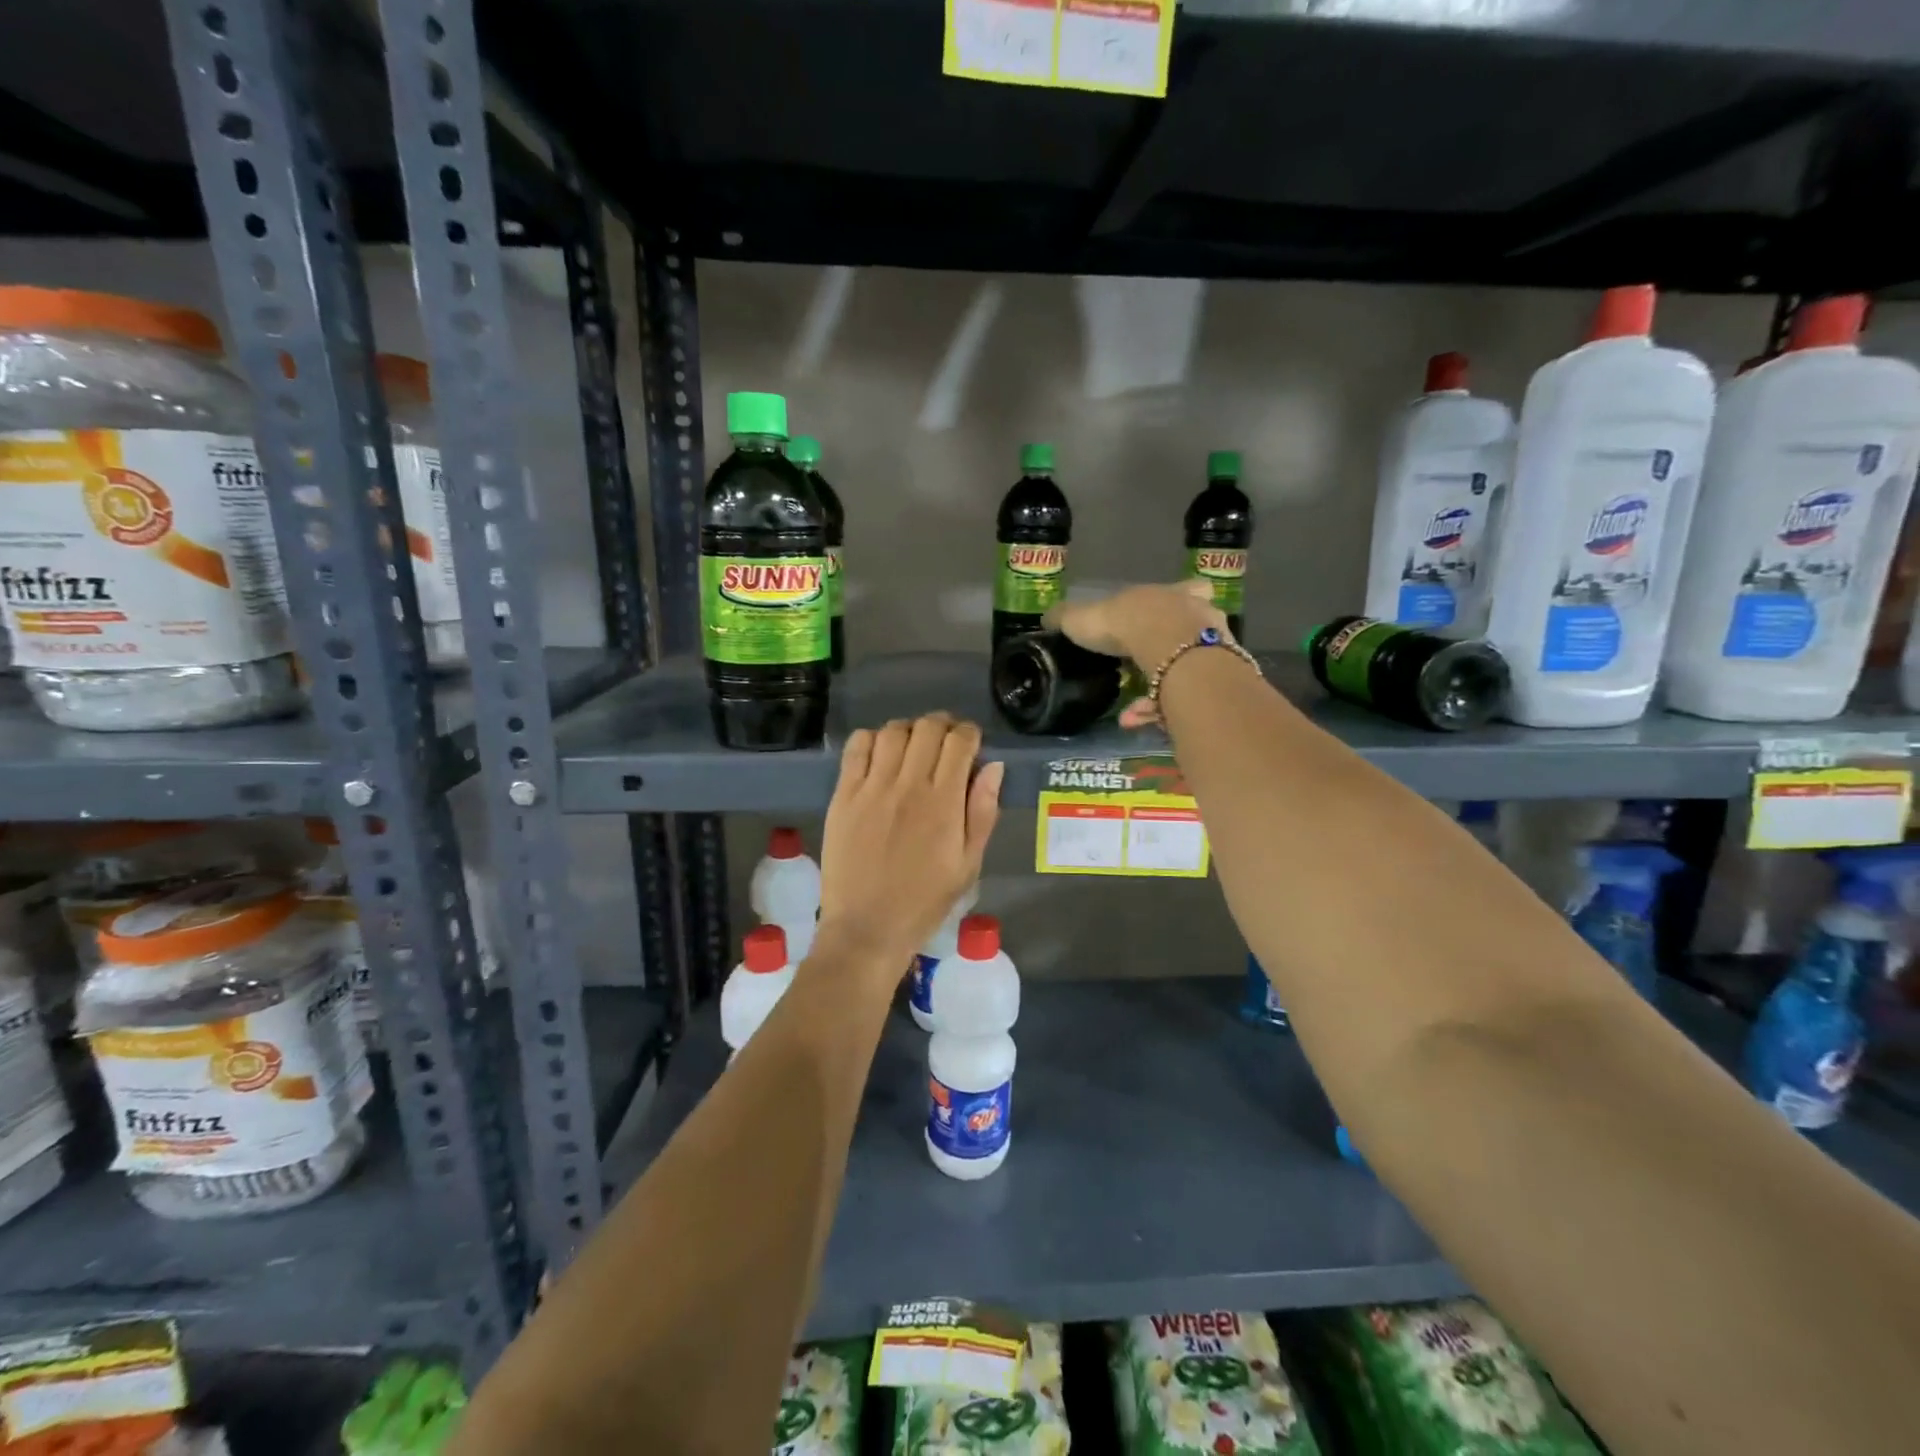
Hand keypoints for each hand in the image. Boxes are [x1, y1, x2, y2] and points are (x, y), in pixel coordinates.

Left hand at [815, 714, 1002, 991]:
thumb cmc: (924, 901)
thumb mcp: (968, 864)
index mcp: (944, 802)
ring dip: (909, 730)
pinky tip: (880, 755)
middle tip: (945, 742)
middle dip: (943, 725)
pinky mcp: (843, 795)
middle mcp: (908, 785)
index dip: (970, 734)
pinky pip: (857, 747)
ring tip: (913, 747)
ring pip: (893, 731)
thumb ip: (983, 812)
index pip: (960, 742)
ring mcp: (872, 787)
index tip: (971, 744)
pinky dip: (872, 739)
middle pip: (928, 728)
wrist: (866, 928)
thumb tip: (993, 766)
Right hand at [1046, 582, 1227, 729]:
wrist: (1170, 649)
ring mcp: (1211, 650)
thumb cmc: (1128, 623)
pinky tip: (1132, 721)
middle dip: (1161, 656)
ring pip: (1185, 671)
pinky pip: (1182, 699)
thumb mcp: (1086, 618)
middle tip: (1136, 674)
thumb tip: (1046, 617)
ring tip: (1126, 712)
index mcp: (1171, 595)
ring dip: (1155, 692)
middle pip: (1188, 633)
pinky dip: (1157, 712)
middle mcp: (1198, 618)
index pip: (1179, 591)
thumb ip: (1067, 618)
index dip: (1164, 610)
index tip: (1148, 624)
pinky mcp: (1212, 682)